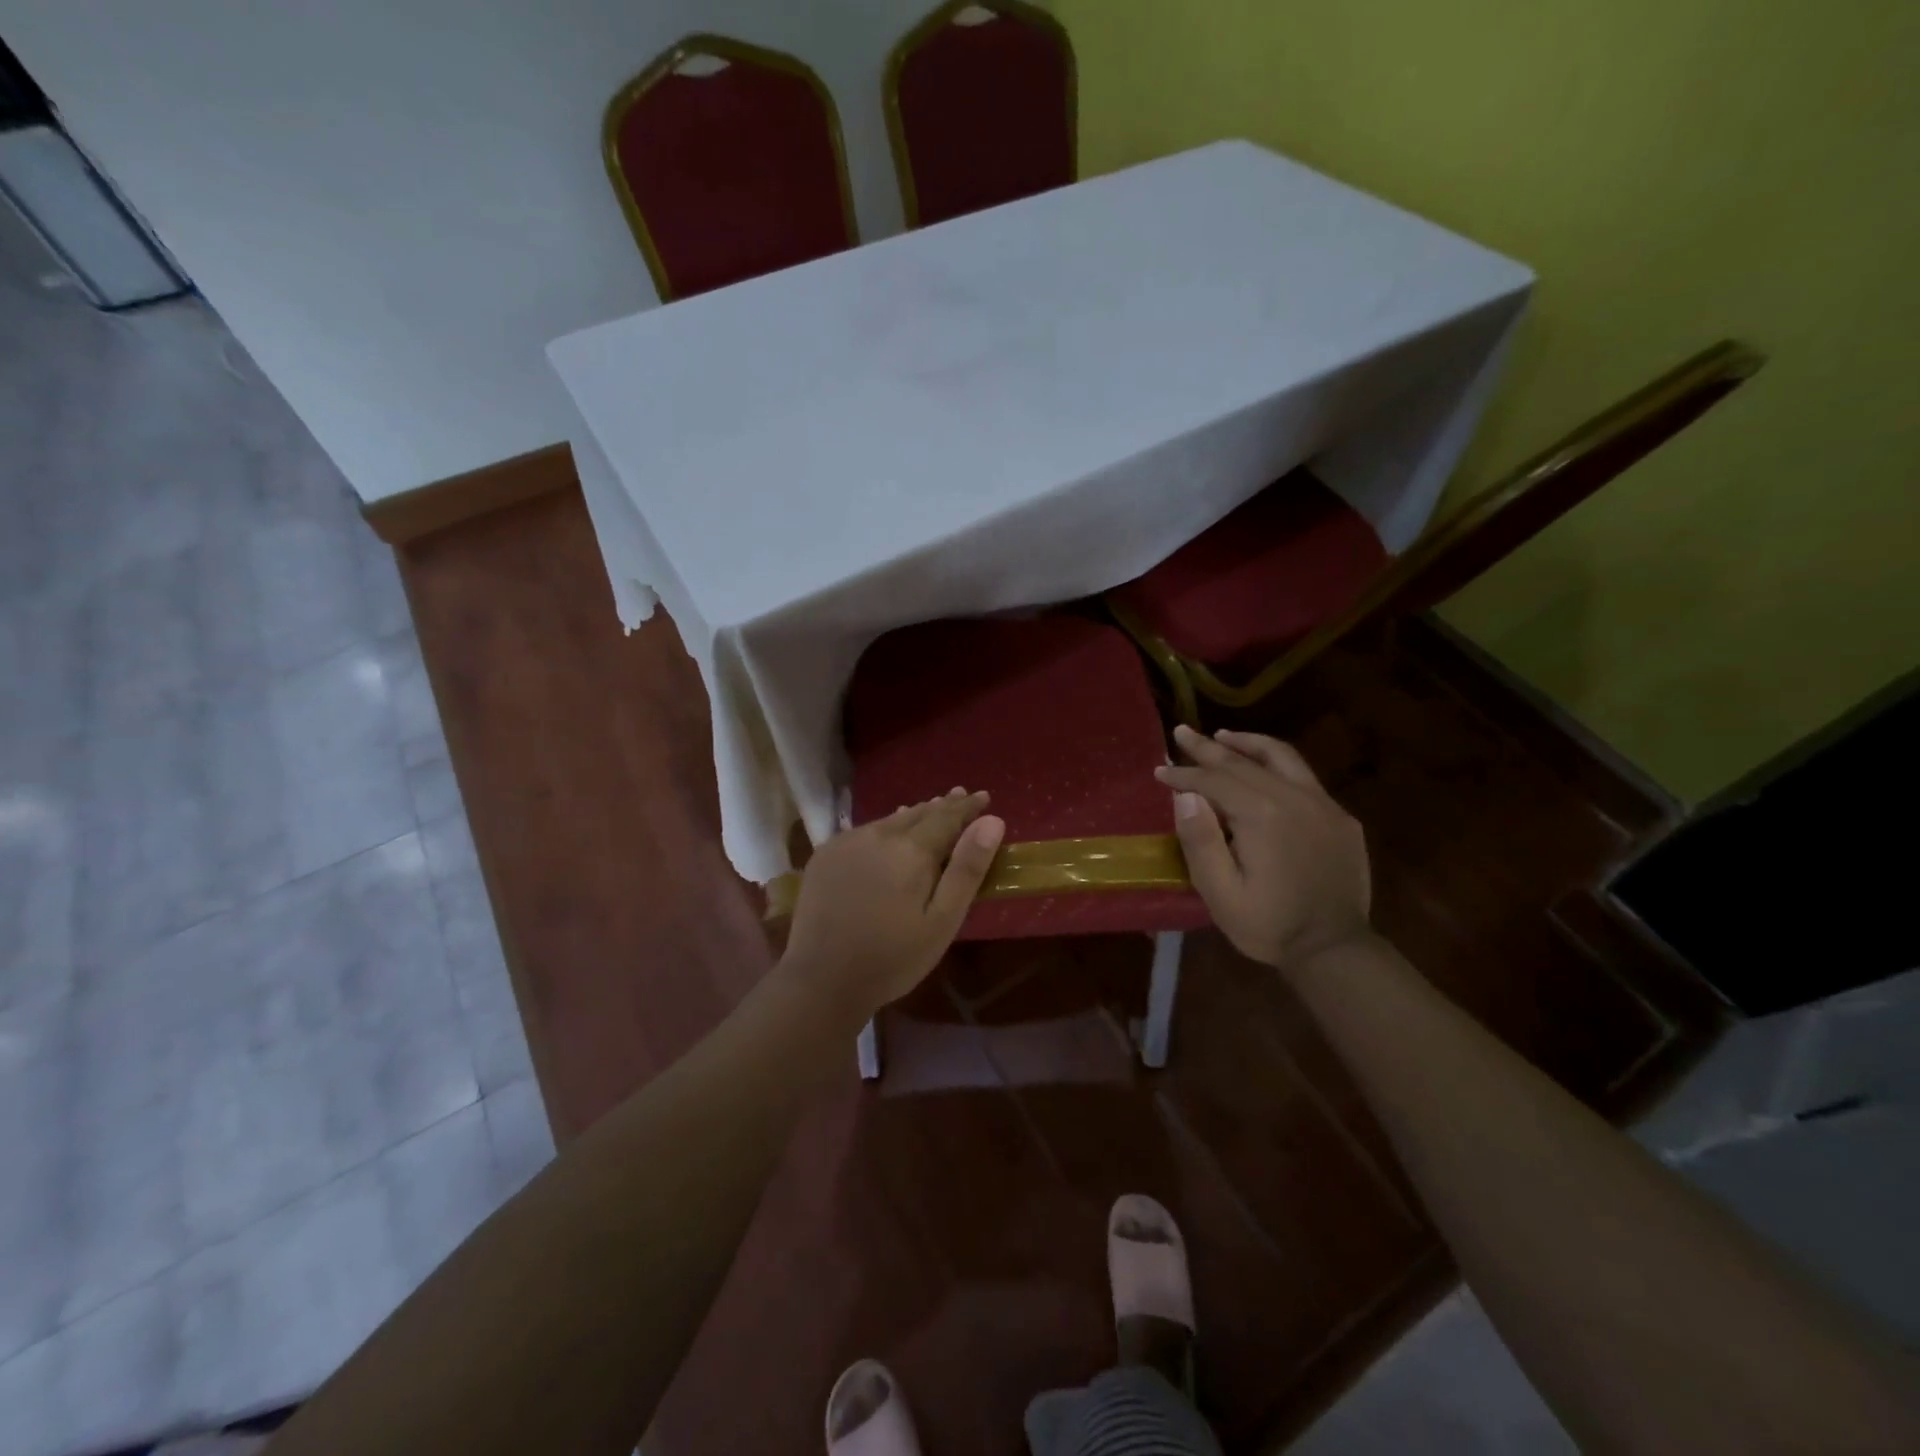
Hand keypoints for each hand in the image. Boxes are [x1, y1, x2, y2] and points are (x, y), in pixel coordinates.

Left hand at [782, 789, 1005, 1019]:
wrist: (821, 980)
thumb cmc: (893, 958)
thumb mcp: (942, 921)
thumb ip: (967, 869)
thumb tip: (991, 822)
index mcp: (911, 850)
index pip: (947, 817)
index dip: (968, 807)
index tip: (984, 797)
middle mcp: (878, 835)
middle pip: (918, 814)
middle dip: (943, 805)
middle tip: (961, 795)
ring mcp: (847, 842)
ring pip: (889, 821)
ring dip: (914, 815)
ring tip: (931, 807)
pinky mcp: (825, 855)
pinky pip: (864, 831)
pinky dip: (885, 827)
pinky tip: (888, 831)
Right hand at [1155, 726, 1372, 971]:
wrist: (1335, 950)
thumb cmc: (1268, 925)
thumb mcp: (1221, 894)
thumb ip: (1201, 842)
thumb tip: (1185, 796)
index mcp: (1263, 816)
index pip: (1215, 781)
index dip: (1185, 775)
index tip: (1160, 771)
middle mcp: (1296, 798)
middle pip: (1244, 763)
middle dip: (1209, 748)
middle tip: (1182, 732)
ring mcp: (1324, 805)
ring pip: (1281, 758)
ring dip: (1247, 744)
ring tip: (1222, 736)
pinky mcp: (1340, 817)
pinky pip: (1304, 776)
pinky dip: (1276, 763)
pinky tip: (1263, 769)